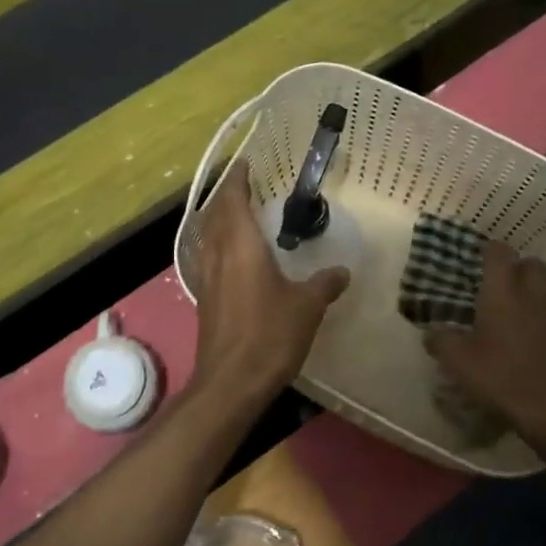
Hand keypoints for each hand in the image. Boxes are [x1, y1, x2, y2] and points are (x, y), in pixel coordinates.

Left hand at [190, 159, 349, 400]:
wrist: (231, 381)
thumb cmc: (270, 335)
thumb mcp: (307, 306)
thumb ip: (325, 283)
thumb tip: (342, 271)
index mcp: (240, 245)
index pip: (234, 199)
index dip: (239, 179)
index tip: (247, 163)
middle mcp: (217, 253)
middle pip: (216, 213)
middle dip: (228, 195)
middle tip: (247, 185)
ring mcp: (205, 276)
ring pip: (207, 234)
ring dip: (218, 218)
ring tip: (238, 213)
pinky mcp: (203, 297)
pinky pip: (207, 256)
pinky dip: (216, 243)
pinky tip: (230, 255)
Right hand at [424, 241, 545, 447]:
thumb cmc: (501, 377)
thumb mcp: (458, 361)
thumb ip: (441, 341)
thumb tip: (430, 332)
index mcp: (503, 293)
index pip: (499, 253)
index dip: (488, 250)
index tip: (475, 258)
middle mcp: (532, 296)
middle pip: (531, 263)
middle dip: (516, 267)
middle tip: (496, 284)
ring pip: (545, 289)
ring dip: (530, 292)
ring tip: (510, 312)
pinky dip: (540, 318)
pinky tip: (525, 339)